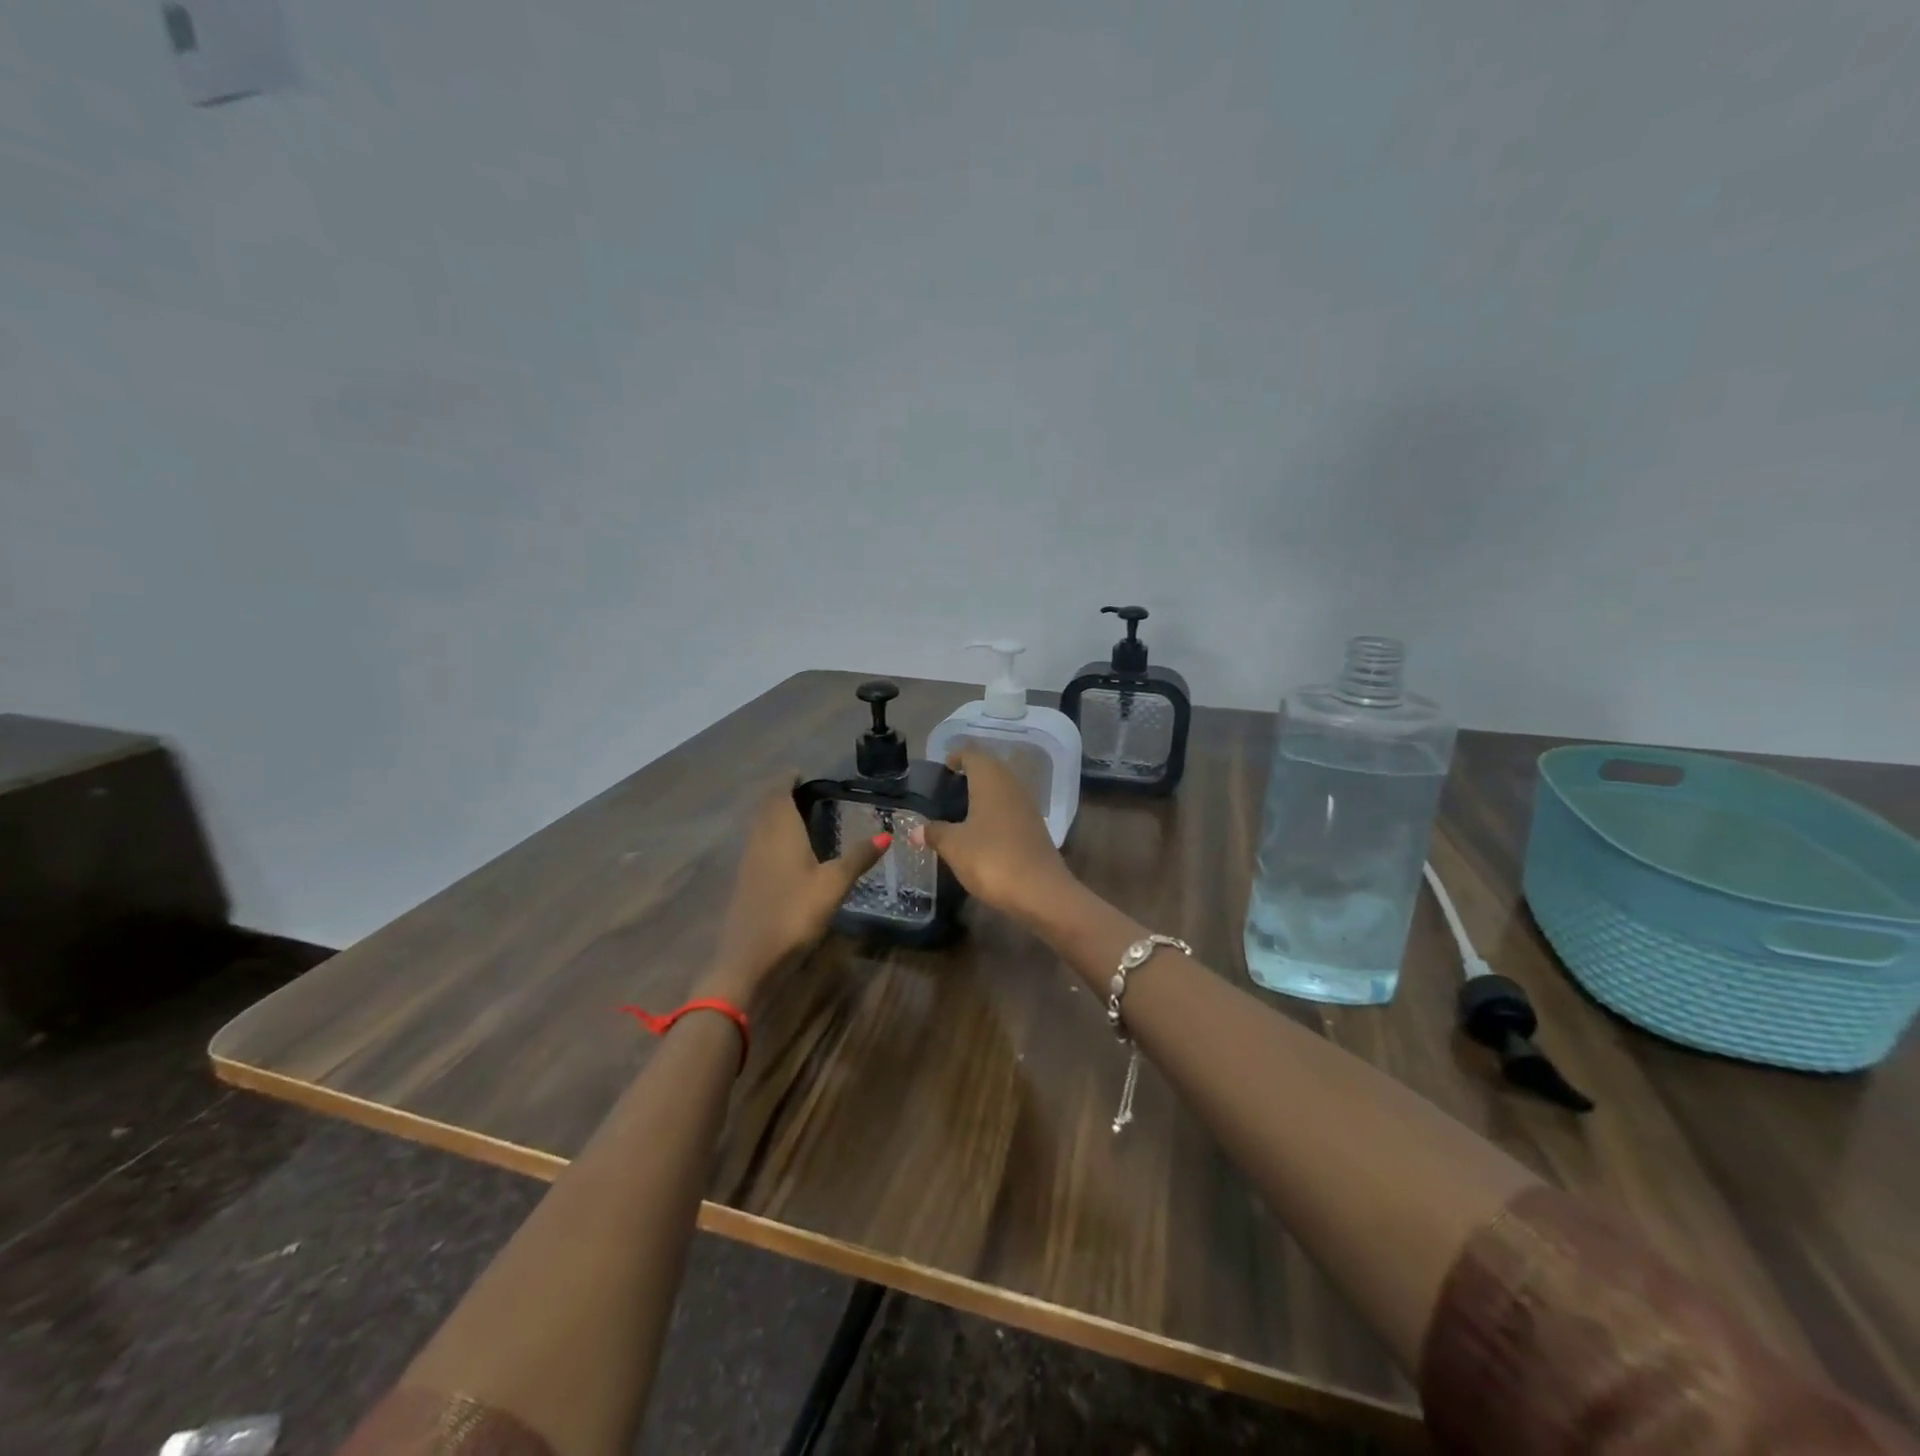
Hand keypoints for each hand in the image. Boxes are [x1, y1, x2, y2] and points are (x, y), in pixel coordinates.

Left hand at [700, 778, 886, 1003]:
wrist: (749, 958)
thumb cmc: (794, 913)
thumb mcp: (833, 885)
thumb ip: (858, 857)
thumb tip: (886, 834)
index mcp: (779, 830)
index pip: (778, 792)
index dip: (788, 779)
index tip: (802, 773)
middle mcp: (760, 839)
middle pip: (767, 807)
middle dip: (782, 795)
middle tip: (808, 794)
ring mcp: (749, 861)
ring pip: (760, 826)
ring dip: (776, 816)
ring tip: (802, 817)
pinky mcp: (746, 881)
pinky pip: (759, 845)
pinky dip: (772, 837)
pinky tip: (790, 852)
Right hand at [916, 749, 1073, 918]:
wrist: (1041, 892)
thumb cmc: (992, 860)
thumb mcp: (954, 847)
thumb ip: (934, 833)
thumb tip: (914, 830)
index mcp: (991, 781)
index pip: (973, 755)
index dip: (958, 756)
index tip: (944, 766)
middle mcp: (1012, 786)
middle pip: (991, 768)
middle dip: (972, 772)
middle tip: (950, 785)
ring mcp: (1027, 807)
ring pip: (1003, 788)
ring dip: (985, 792)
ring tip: (963, 806)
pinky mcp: (1035, 829)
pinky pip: (1011, 809)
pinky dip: (995, 811)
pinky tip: (983, 829)